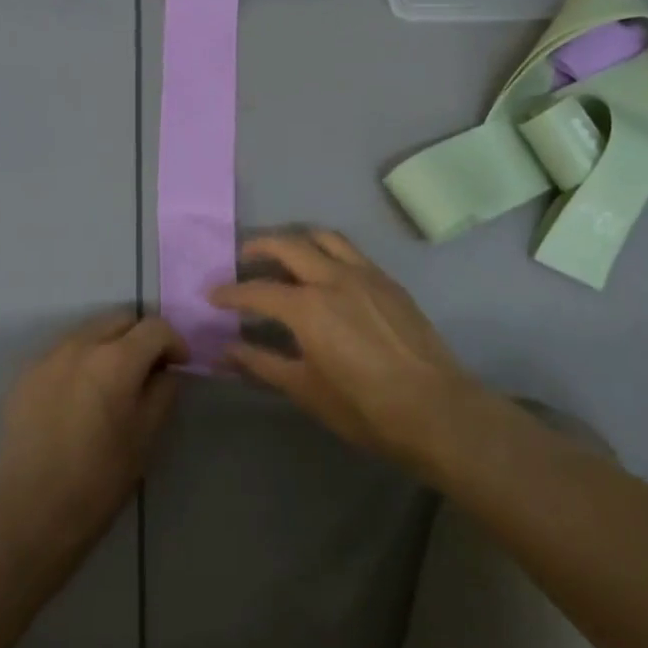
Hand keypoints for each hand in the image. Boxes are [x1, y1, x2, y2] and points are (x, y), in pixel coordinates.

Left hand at [0, 311, 185, 554]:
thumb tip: (164, 371)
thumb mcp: (146, 437)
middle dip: (140, 337)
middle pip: (119, 320)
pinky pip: (60, 354)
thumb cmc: (100, 479)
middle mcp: (78, 346)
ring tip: (110, 382)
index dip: (174, 342)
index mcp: (115, 360)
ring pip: (87, 332)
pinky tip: (78, 397)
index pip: (155, 327)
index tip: (179, 365)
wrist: (32, 513)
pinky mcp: (22, 376)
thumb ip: (162, 392)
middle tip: (147, 369)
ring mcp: (46, 358)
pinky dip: (78, 363)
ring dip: (107, 346)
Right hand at [208, 229, 487, 471]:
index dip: (230, 293)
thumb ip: (262, 363)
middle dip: (259, 247)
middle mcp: (332, 278)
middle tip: (243, 258)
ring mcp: (365, 274)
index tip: (211, 294)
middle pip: (288, 245)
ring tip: (285, 254)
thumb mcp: (305, 390)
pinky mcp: (388, 281)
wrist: (436, 409)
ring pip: (324, 238)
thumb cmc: (364, 407)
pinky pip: (351, 252)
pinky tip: (326, 273)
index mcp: (307, 307)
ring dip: (297, 240)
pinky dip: (328, 252)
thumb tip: (226, 350)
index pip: (257, 291)